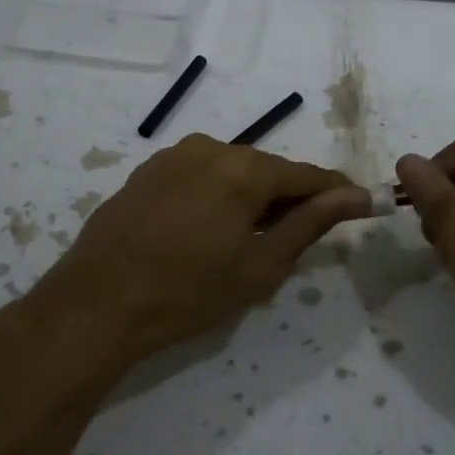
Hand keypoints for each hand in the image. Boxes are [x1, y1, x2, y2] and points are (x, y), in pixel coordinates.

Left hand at [32, 135, 370, 369]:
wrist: (95, 305)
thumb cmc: (187, 293)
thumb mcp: (259, 266)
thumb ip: (310, 224)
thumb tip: (354, 196)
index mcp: (244, 169)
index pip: (306, 175)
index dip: (335, 192)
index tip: (358, 205)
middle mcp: (210, 148)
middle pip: (267, 170)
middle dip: (287, 199)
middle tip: (295, 239)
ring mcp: (172, 156)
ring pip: (231, 172)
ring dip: (249, 198)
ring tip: (246, 241)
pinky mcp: (146, 171)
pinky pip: (198, 176)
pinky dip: (215, 197)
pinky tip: (205, 231)